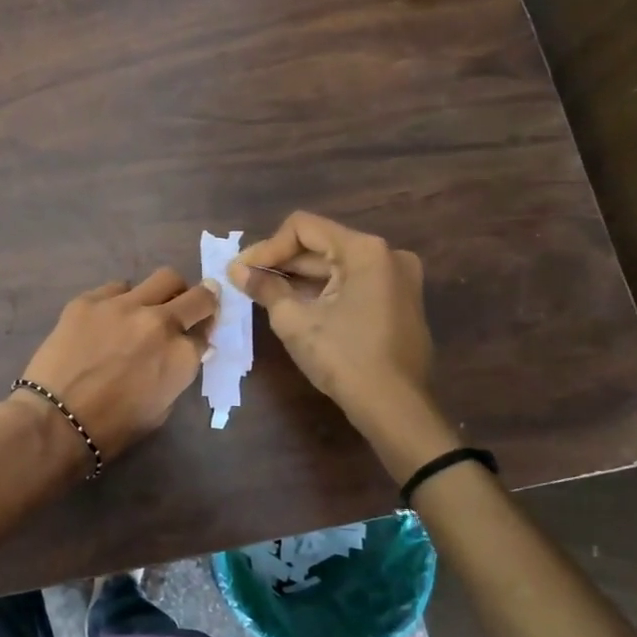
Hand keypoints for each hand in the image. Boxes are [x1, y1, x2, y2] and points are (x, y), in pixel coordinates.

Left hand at [18, 268, 218, 461]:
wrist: (56, 419)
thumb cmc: (112, 428)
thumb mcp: (160, 409)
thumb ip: (176, 373)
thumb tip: (183, 352)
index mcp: (181, 355)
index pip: (205, 333)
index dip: (202, 335)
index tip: (196, 335)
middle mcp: (159, 321)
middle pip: (197, 296)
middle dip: (201, 299)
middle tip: (191, 305)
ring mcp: (123, 305)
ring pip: (163, 278)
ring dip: (163, 293)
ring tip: (147, 307)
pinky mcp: (90, 299)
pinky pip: (117, 287)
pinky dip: (121, 299)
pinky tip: (107, 316)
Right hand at [229, 212, 457, 476]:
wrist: (395, 408)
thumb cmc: (343, 358)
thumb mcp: (294, 321)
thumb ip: (265, 288)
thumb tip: (237, 271)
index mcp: (365, 251)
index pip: (303, 228)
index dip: (267, 247)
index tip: (241, 271)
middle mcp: (387, 255)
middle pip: (321, 245)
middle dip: (280, 262)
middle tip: (244, 281)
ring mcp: (398, 279)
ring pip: (335, 266)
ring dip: (298, 277)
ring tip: (263, 293)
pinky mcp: (398, 302)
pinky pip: (352, 284)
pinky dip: (322, 290)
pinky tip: (294, 305)